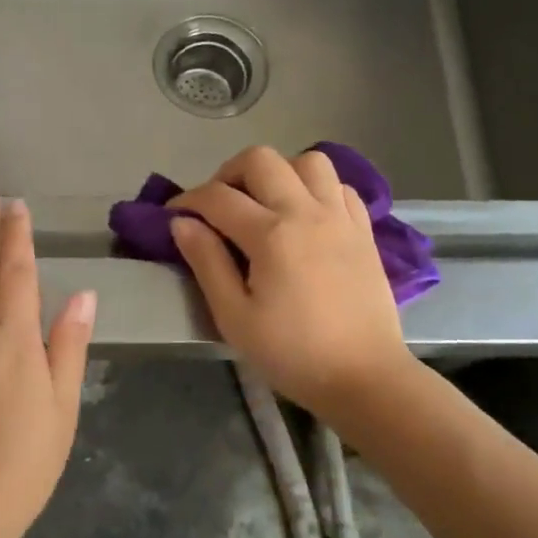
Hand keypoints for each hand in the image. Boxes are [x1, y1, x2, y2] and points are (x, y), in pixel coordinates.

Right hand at [168, 146, 408, 415]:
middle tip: (218, 207)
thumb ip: (206, 263)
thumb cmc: (292, 354)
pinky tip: (305, 216)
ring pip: (307, 161)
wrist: (365, 378)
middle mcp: (307, 211)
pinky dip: (316, 188)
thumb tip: (182, 223)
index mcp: (271, 234)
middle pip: (261, 160)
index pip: (217, 197)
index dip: (187, 200)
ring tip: (265, 204)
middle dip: (228, 174)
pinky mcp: (364, 230)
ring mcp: (341, 217)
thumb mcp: (234, 317)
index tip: (172, 216)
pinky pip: (339, 186)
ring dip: (278, 173)